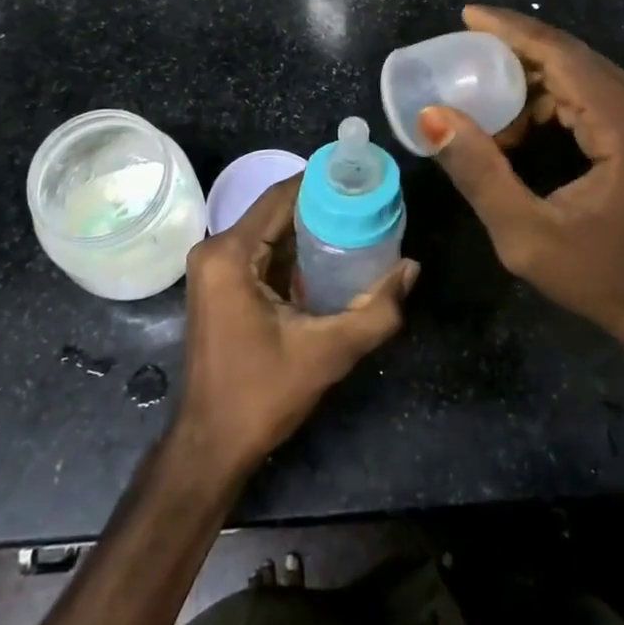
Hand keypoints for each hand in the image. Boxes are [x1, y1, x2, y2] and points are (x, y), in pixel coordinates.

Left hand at [173, 175, 417, 478]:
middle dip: (323, 206)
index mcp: (230, 253)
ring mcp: (214, 267)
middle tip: (369, 204)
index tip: (363, 178)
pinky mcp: (220, 284)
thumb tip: (411, 268)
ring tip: (359, 224)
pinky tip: (331, 258)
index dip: (323, 182)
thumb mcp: (327, 353)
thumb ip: (376, 311)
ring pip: (272, 230)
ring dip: (311, 229)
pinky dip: (295, 251)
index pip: (282, 195)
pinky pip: (263, 252)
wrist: (211, 446)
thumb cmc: (261, 396)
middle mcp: (216, 249)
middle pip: (277, 210)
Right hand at [419, 5, 623, 369]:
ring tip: (482, 102)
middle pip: (571, 54)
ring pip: (578, 69)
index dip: (511, 30)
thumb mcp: (526, 235)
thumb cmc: (598, 277)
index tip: (467, 16)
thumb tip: (433, 116)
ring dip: (527, 78)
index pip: (562, 55)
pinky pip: (588, 90)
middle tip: (461, 53)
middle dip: (513, 49)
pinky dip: (546, 97)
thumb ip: (479, 172)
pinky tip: (516, 126)